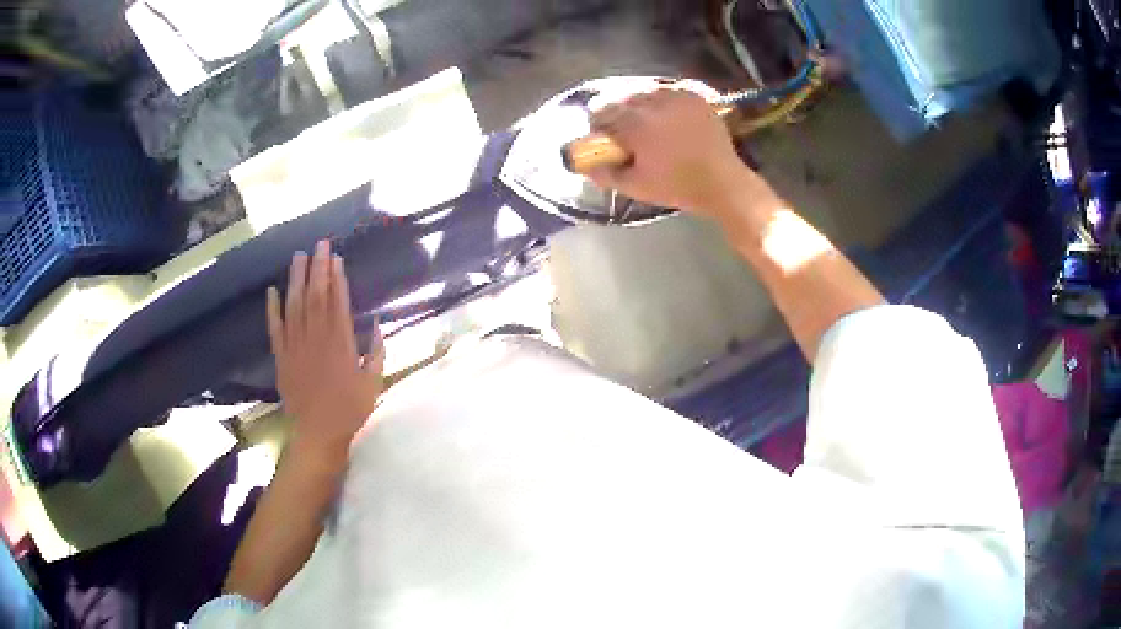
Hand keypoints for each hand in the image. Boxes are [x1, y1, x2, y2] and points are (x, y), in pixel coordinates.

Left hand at [267, 240, 384, 460]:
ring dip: (296, 279)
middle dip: (318, 267)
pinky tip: (272, 290)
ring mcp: (296, 346)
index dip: (336, 277)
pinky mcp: (281, 356)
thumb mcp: (374, 383)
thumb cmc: (350, 409)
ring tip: (298, 256)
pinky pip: (275, 328)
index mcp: (341, 343)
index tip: (336, 257)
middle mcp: (317, 337)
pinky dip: (272, 309)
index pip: (338, 301)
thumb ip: (377, 352)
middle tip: (319, 244)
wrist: (318, 433)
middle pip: (316, 295)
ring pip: (294, 305)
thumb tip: (377, 324)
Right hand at [587, 86, 764, 218]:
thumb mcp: (636, 187)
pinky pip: (669, 89)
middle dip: (617, 109)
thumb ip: (605, 173)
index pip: (603, 111)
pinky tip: (665, 111)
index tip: (600, 132)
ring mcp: (677, 97)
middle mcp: (654, 103)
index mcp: (636, 124)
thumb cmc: (677, 187)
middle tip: (621, 126)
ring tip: (644, 117)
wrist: (723, 183)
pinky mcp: (695, 97)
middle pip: (623, 97)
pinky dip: (662, 97)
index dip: (597, 121)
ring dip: (639, 101)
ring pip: (646, 90)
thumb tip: (582, 164)